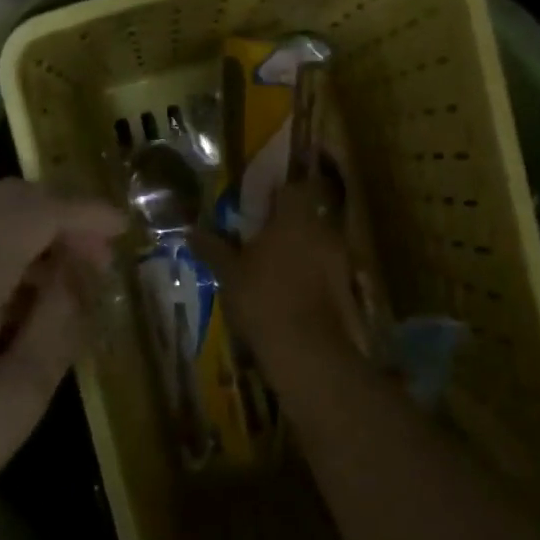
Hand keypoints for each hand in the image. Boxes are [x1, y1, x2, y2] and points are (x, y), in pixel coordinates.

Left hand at [0, 181, 124, 539]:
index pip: (41, 209)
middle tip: (96, 259)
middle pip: (8, 198)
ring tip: (60, 279)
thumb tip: (81, 270)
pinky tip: (9, 292)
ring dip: (26, 230)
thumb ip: (61, 318)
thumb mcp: (18, 395)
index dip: (88, 212)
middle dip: (59, 216)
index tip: (124, 229)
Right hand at [197, 179, 363, 369]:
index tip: (259, 203)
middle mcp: (323, 231)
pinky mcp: (348, 288)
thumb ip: (213, 248)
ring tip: (273, 268)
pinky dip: (311, 275)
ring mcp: (340, 260)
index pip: (292, 187)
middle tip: (261, 238)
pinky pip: (326, 270)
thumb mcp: (229, 274)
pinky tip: (290, 293)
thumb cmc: (263, 300)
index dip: (276, 192)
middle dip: (286, 224)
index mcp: (295, 217)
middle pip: (306, 215)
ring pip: (317, 243)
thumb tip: (191, 231)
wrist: (307, 352)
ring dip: (299, 251)